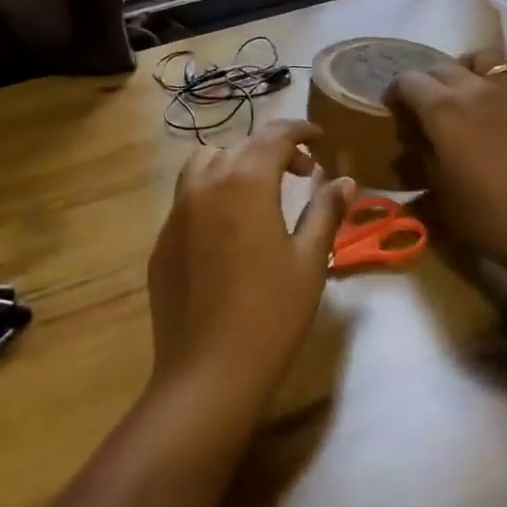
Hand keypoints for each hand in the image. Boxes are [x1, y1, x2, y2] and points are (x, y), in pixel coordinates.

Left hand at [147, 120, 354, 415]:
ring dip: (236, 164)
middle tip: (302, 173)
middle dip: (274, 151)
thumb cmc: (271, 314)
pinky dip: (212, 194)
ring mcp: (177, 213)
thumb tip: (345, 181)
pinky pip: (188, 199)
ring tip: (259, 190)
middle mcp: (206, 185)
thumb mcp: (310, 261)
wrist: (207, 375)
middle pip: (242, 147)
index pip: (275, 136)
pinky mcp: (162, 242)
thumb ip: (326, 212)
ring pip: (205, 165)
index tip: (319, 137)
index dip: (300, 130)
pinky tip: (229, 230)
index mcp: (245, 182)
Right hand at [388, 48, 506, 283]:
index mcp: (444, 109)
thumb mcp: (440, 196)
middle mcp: (479, 89)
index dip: (397, 92)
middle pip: (445, 67)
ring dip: (474, 66)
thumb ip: (422, 161)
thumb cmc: (489, 219)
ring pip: (492, 59)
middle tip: (428, 106)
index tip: (395, 110)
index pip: (409, 82)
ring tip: (470, 81)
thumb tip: (412, 146)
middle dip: (430, 81)